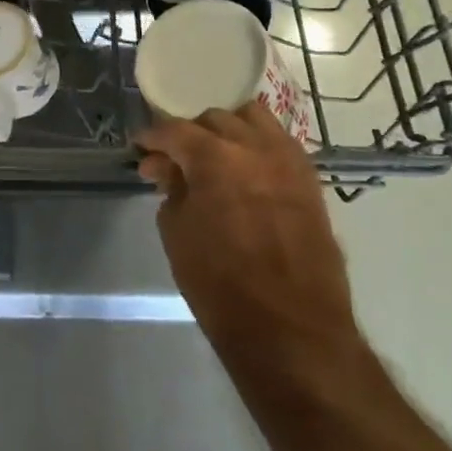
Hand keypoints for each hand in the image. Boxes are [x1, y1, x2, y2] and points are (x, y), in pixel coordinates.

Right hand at [134, 101, 357, 359]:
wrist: (293, 331)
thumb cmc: (221, 286)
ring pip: (255, 119)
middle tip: (175, 160)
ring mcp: (289, 162)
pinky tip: (246, 171)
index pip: (175, 130)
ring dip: (229, 130)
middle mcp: (255, 147)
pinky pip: (280, 144)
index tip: (140, 148)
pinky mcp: (311, 182)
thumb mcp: (178, 234)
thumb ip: (171, 189)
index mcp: (215, 157)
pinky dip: (258, 146)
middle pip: (216, 119)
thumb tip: (164, 167)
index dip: (152, 137)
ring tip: (215, 156)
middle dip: (191, 133)